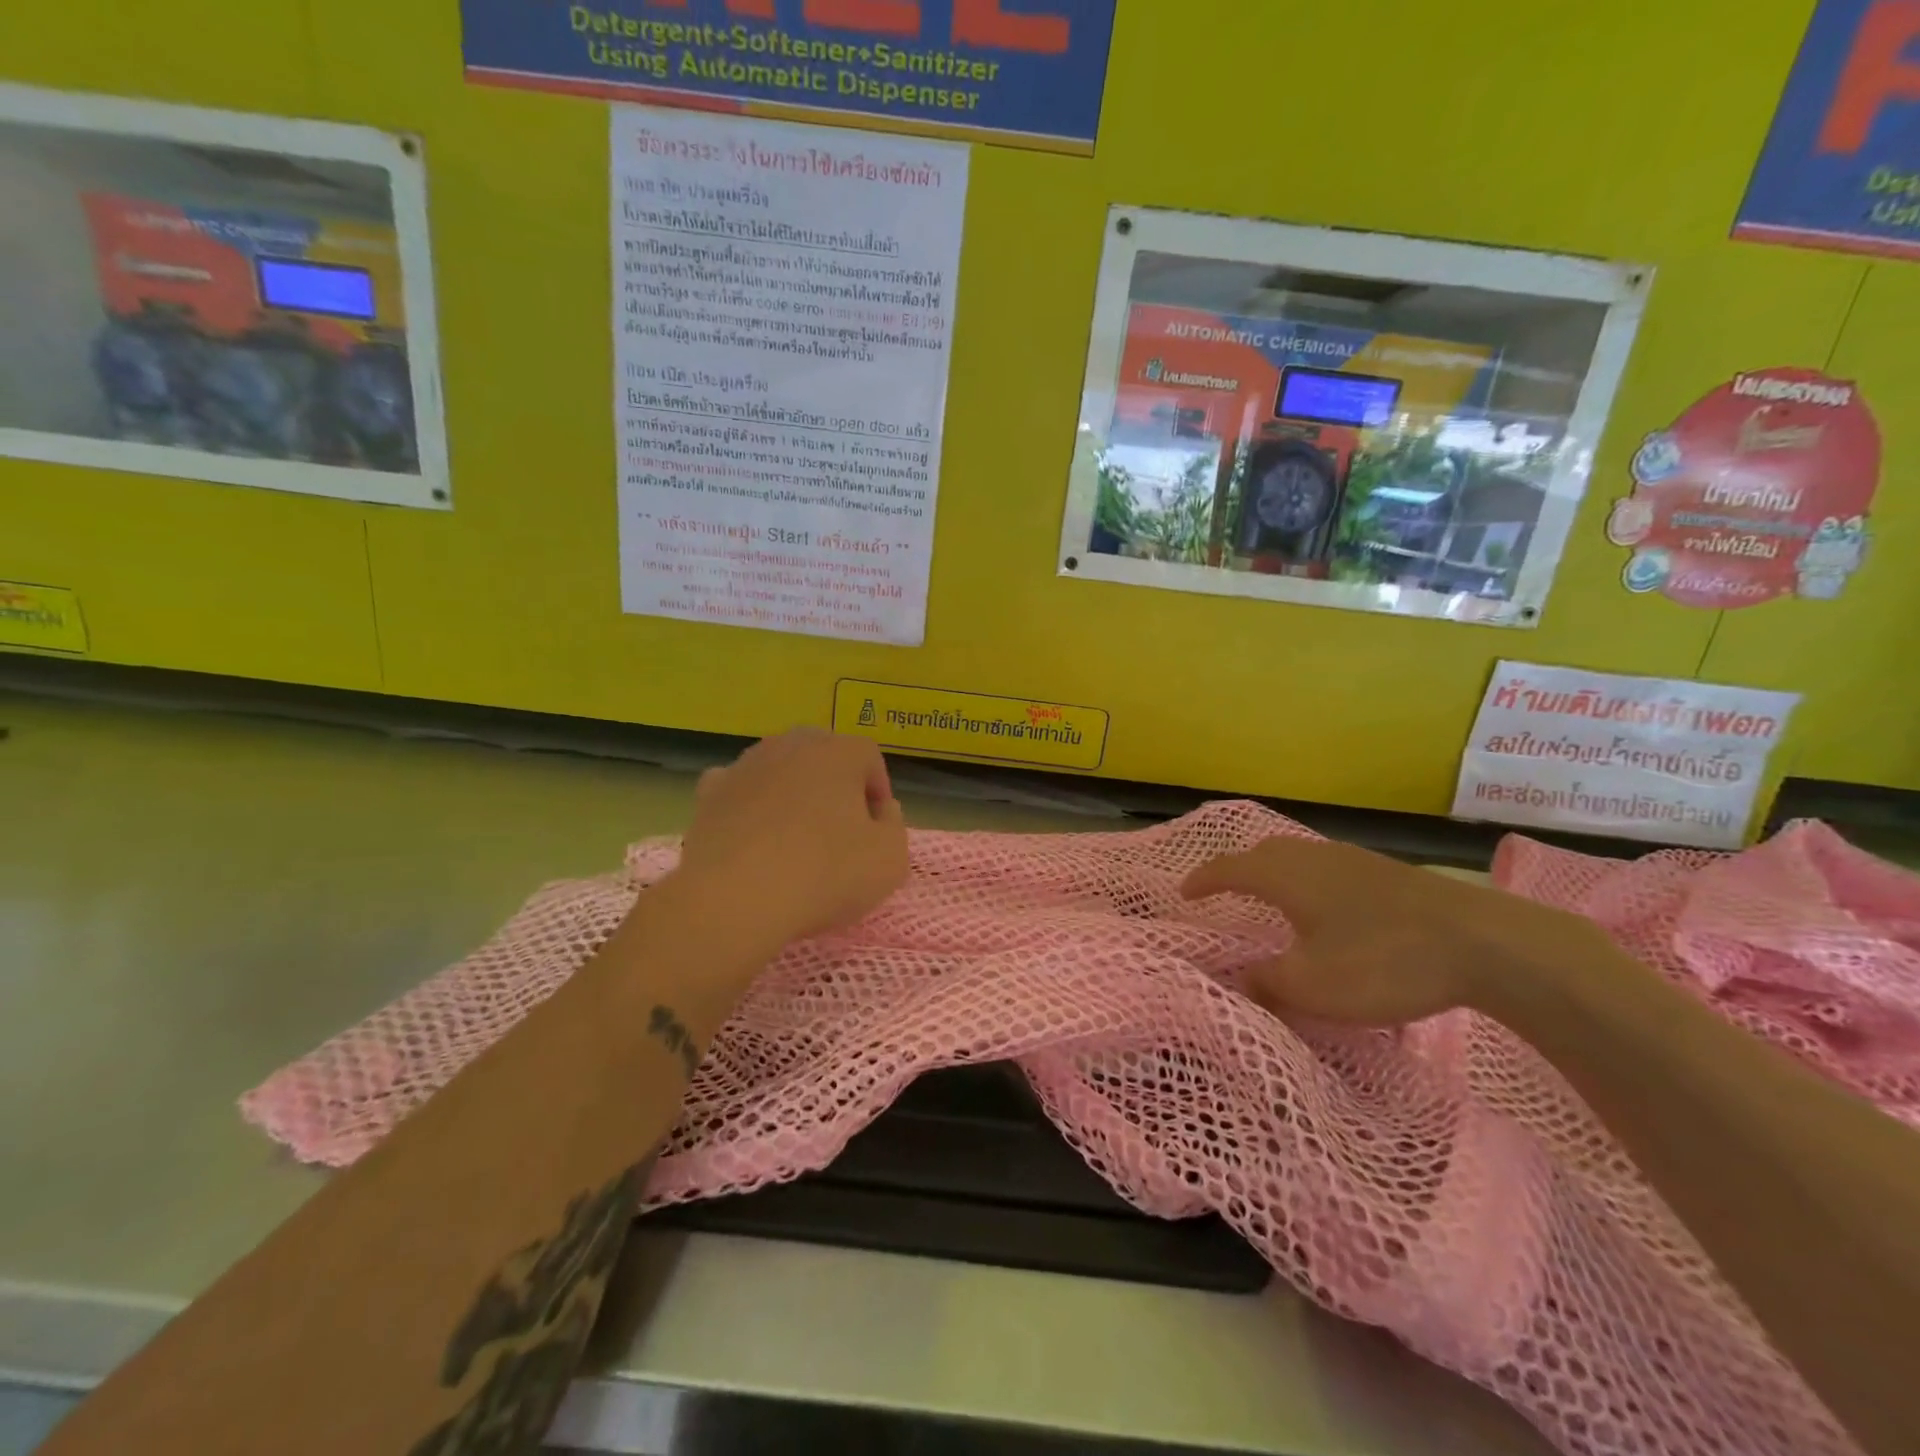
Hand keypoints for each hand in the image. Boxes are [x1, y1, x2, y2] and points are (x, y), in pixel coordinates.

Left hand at [673, 728, 910, 952]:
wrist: (735, 898)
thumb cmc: (825, 874)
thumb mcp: (889, 860)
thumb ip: (894, 826)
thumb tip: (881, 810)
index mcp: (839, 752)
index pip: (869, 757)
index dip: (877, 792)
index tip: (876, 830)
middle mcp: (791, 745)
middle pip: (822, 755)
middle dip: (834, 785)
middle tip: (839, 830)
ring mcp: (746, 765)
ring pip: (779, 769)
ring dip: (791, 794)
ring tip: (794, 839)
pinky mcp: (710, 793)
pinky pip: (739, 789)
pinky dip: (749, 805)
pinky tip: (752, 837)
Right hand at [1181, 836, 1604, 1025]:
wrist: (1484, 943)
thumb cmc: (1382, 960)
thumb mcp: (1313, 985)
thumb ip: (1267, 983)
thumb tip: (1236, 981)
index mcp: (1286, 876)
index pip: (1228, 868)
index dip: (1202, 880)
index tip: (1183, 893)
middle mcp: (1313, 857)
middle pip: (1262, 853)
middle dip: (1237, 869)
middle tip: (1223, 891)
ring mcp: (1354, 860)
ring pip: (1298, 857)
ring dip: (1275, 873)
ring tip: (1270, 898)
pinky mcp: (1387, 873)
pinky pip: (1327, 867)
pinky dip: (1308, 881)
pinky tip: (1326, 907)